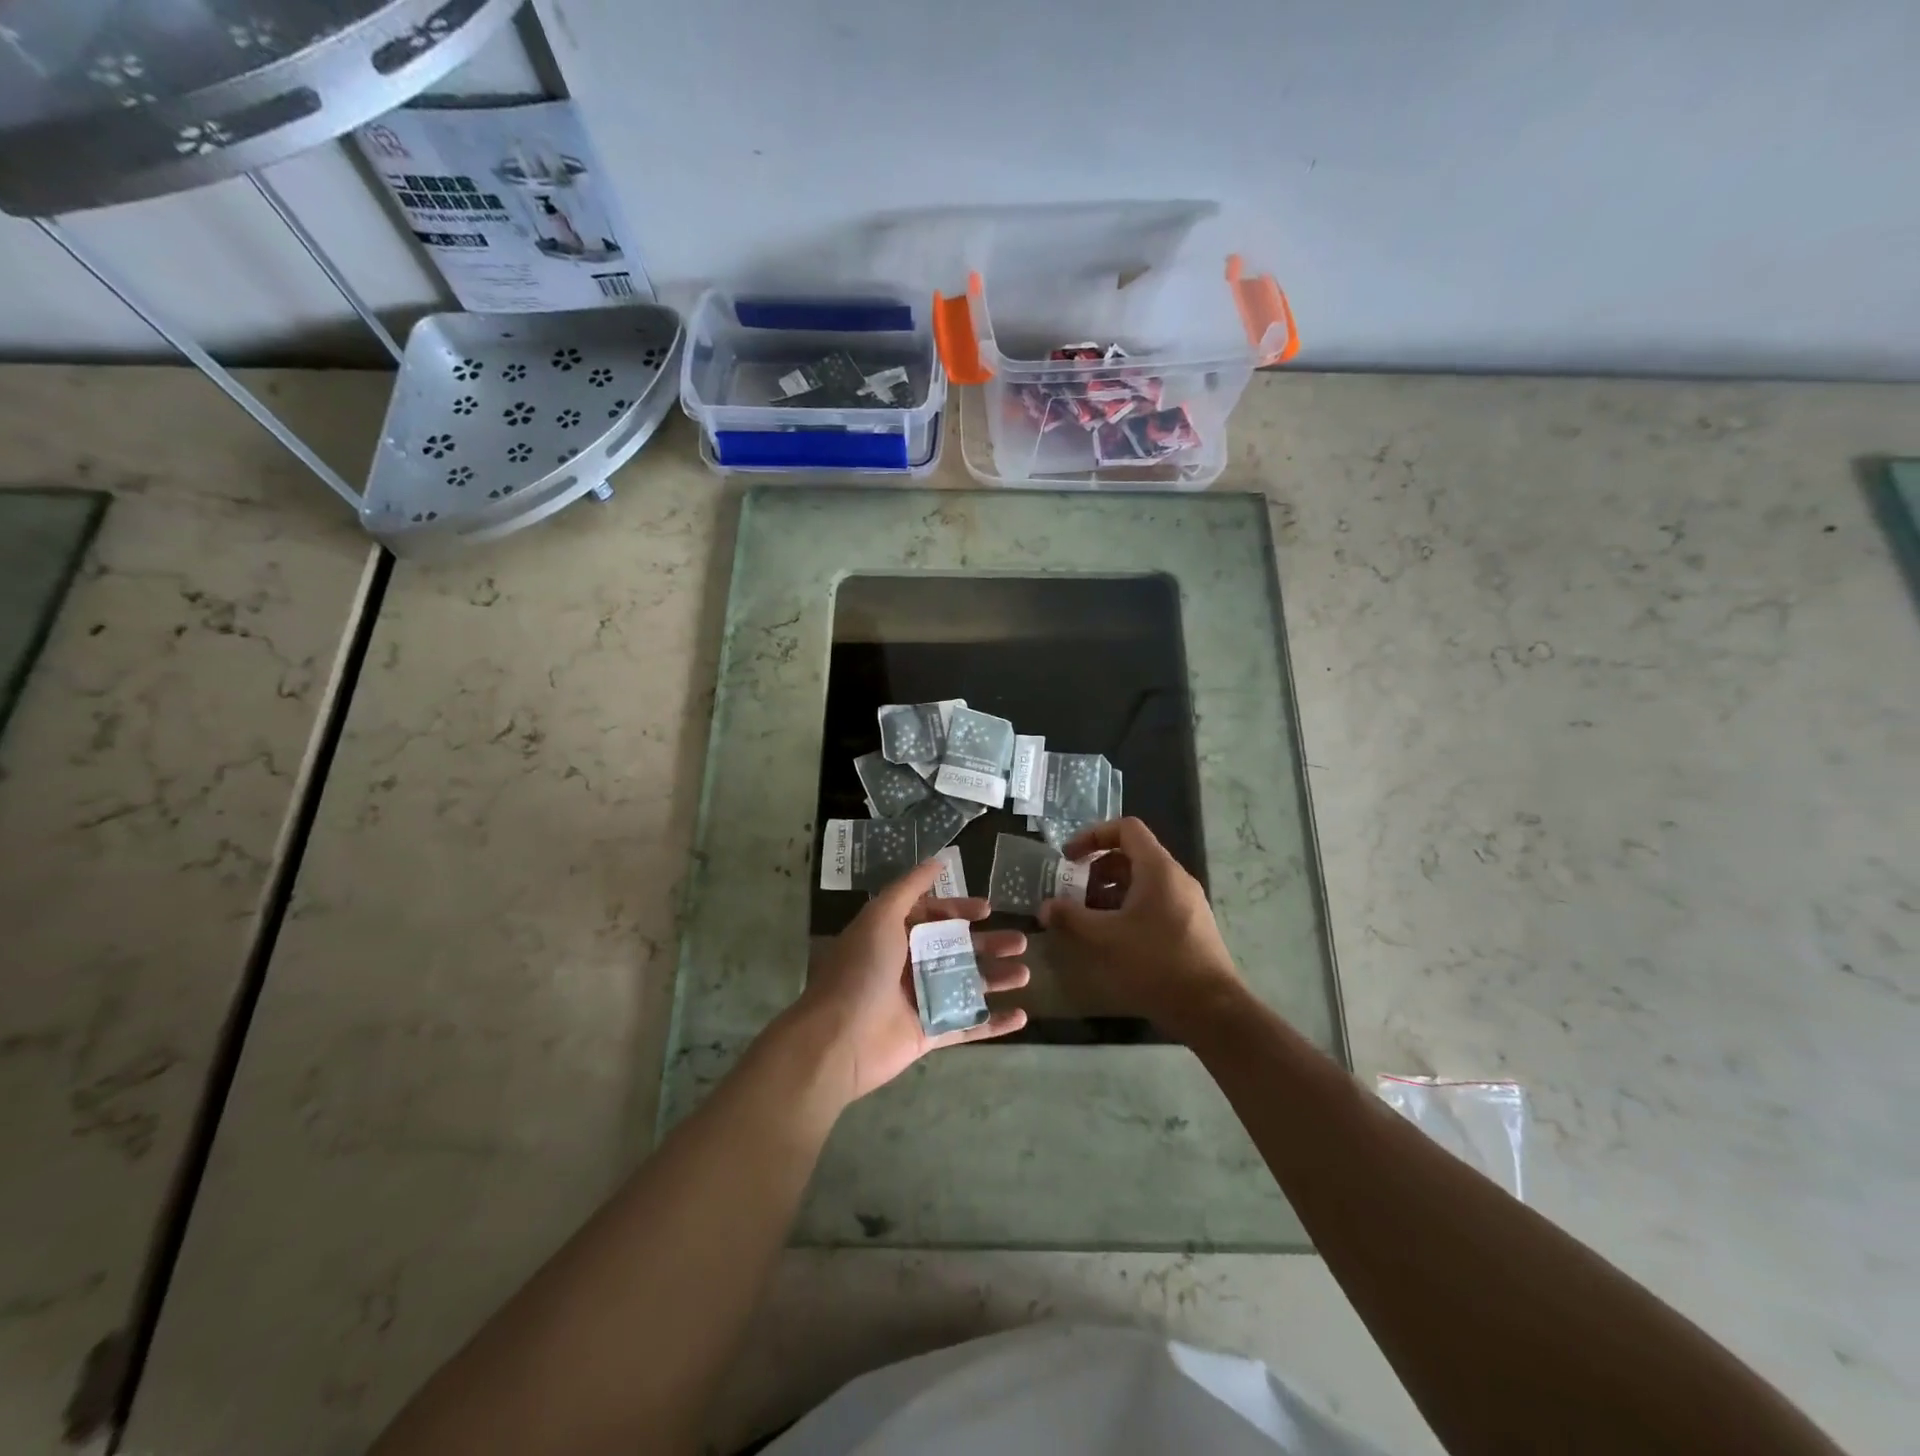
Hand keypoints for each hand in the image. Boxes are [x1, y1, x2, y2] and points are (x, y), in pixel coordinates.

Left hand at [796, 857, 1028, 1103]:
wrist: (838, 1039)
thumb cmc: (861, 970)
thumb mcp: (881, 917)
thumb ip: (909, 888)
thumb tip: (937, 859)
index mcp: (893, 936)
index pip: (931, 917)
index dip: (959, 910)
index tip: (988, 909)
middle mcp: (907, 965)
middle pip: (956, 950)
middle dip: (988, 944)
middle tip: (1021, 942)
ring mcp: (920, 1001)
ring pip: (967, 985)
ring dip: (997, 978)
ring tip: (1025, 973)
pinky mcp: (929, 1034)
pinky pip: (968, 1026)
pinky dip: (994, 1022)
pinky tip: (1022, 1016)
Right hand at [1040, 816, 1245, 1041]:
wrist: (1210, 1008)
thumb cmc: (1156, 963)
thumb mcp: (1105, 938)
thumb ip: (1071, 917)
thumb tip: (1045, 907)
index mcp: (1158, 869)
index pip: (1126, 828)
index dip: (1093, 836)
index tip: (1069, 858)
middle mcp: (1175, 878)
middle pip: (1131, 855)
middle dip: (1097, 870)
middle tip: (1073, 893)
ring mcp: (1186, 902)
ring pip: (1142, 881)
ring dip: (1110, 892)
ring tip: (1088, 918)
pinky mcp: (1189, 925)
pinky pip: (1154, 902)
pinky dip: (1128, 908)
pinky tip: (1113, 937)